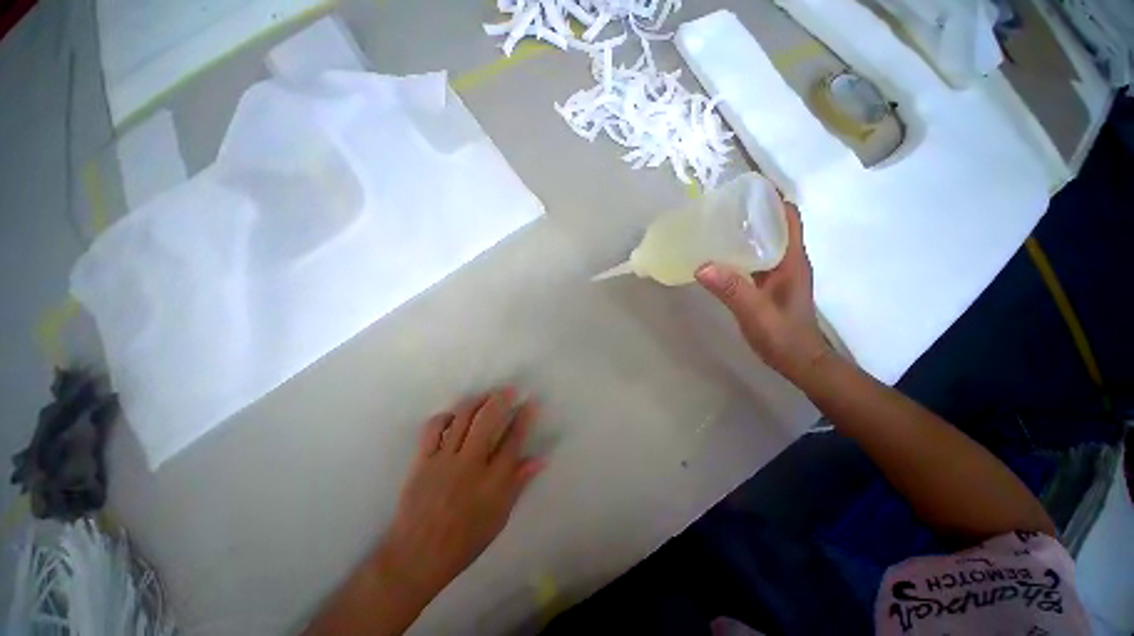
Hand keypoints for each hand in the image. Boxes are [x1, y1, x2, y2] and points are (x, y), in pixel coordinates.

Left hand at [375, 387, 544, 600]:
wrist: (416, 556)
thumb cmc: (464, 541)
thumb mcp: (499, 517)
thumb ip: (518, 483)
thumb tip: (540, 459)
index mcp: (492, 482)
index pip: (513, 441)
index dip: (524, 418)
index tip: (530, 403)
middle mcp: (470, 465)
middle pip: (487, 421)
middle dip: (500, 400)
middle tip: (509, 389)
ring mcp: (444, 460)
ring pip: (462, 419)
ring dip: (476, 401)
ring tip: (486, 395)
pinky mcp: (422, 461)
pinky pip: (433, 429)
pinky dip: (445, 416)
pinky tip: (454, 415)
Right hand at [695, 203, 828, 381]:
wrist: (799, 361)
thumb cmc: (783, 337)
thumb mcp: (756, 314)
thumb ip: (732, 291)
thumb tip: (702, 265)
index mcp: (791, 260)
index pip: (788, 217)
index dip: (773, 198)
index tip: (746, 188)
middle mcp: (788, 260)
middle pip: (774, 224)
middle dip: (753, 210)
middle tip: (720, 206)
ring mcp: (779, 272)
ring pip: (764, 241)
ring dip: (746, 230)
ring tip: (715, 226)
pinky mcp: (769, 284)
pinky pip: (755, 258)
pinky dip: (740, 251)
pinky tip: (719, 256)